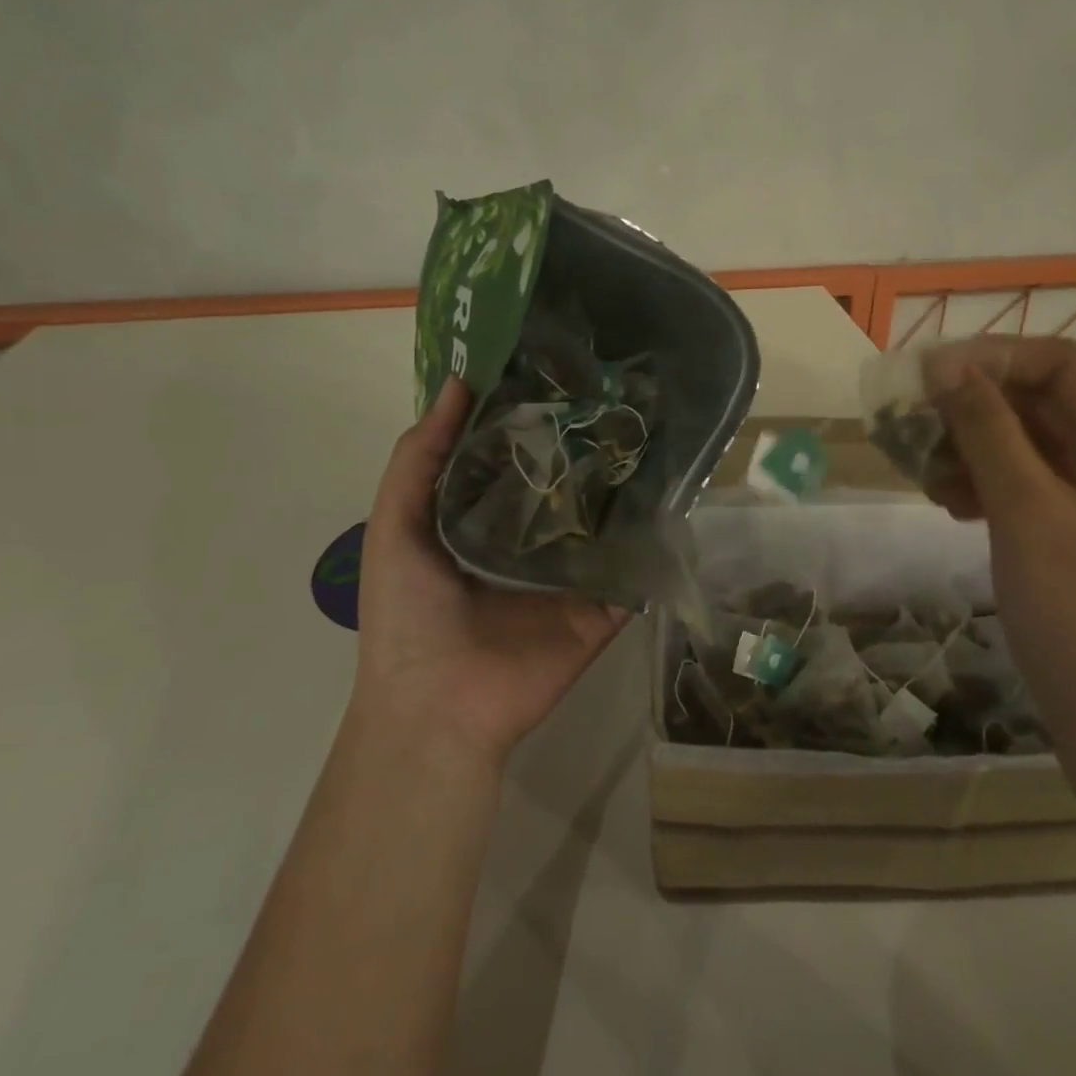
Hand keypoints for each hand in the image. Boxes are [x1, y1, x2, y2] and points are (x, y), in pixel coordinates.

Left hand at [354, 379, 628, 769]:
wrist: (436, 707)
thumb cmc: (406, 613)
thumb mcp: (394, 524)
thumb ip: (420, 457)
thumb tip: (458, 383)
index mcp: (485, 518)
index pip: (517, 456)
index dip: (533, 416)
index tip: (563, 368)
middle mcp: (533, 539)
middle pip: (568, 484)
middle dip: (589, 444)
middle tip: (624, 392)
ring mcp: (573, 574)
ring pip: (608, 521)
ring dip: (629, 486)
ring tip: (659, 432)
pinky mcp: (604, 607)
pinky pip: (634, 570)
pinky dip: (655, 542)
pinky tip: (680, 497)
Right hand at [921, 337, 1075, 784]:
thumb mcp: (1027, 513)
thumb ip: (986, 431)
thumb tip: (943, 365)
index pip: (1060, 363)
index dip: (991, 357)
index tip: (923, 377)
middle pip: (1043, 405)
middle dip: (973, 409)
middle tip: (909, 430)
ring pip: (1031, 450)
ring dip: (973, 451)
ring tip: (924, 478)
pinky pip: (1031, 491)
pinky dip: (988, 489)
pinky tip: (952, 508)